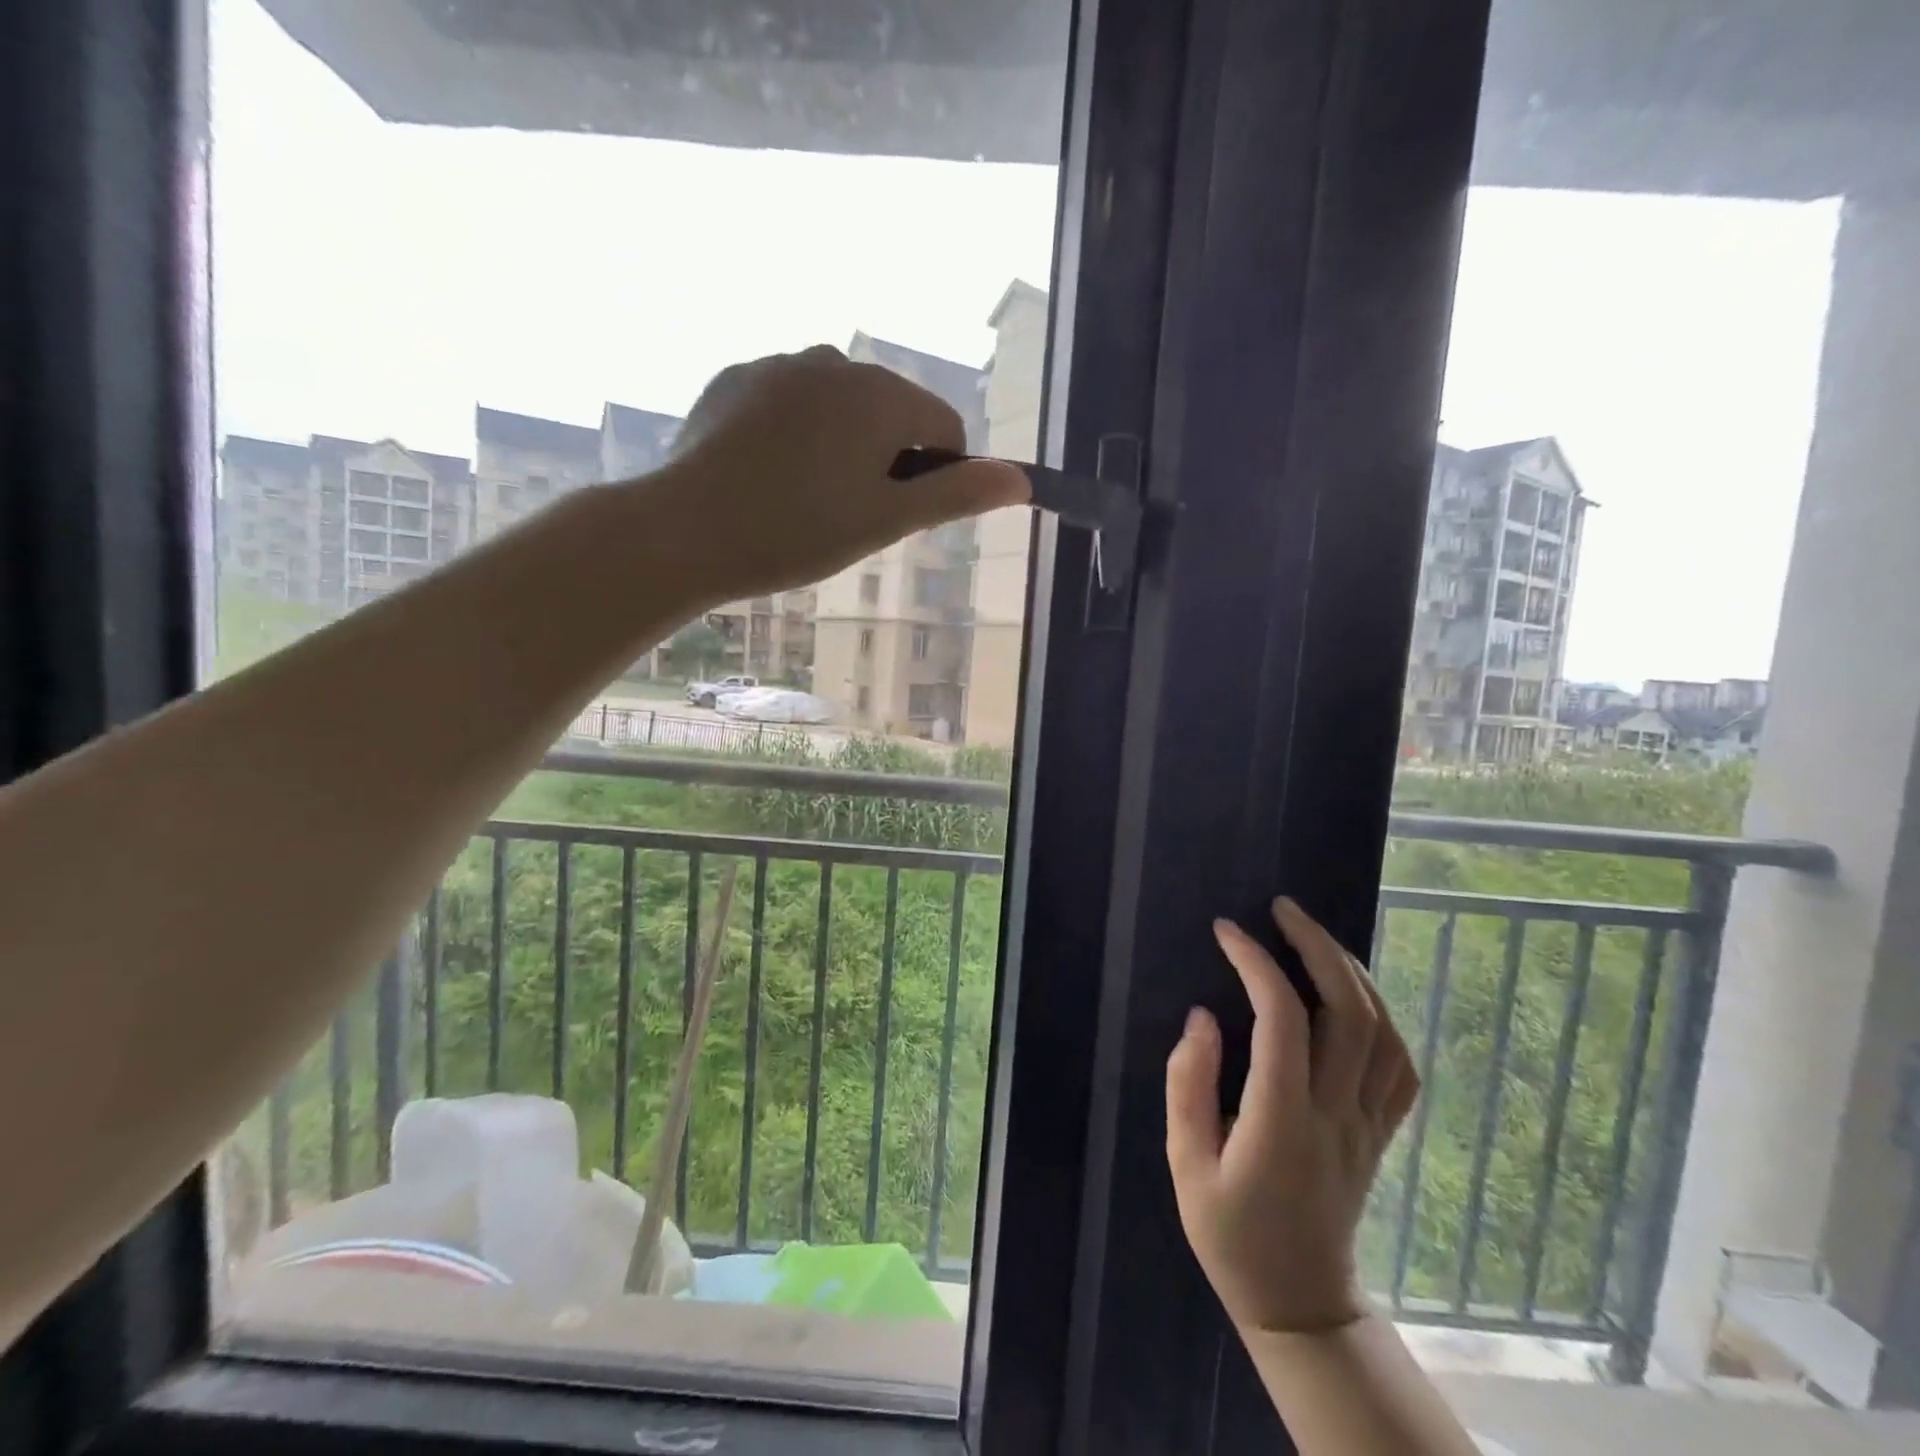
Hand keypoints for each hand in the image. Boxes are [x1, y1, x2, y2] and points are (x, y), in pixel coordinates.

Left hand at [659, 345, 1029, 599]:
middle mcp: (835, 360)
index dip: (937, 476)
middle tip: (849, 516)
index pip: (945, 427)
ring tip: (807, 500)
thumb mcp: (887, 520)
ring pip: (842, 407)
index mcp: (880, 393)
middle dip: (888, 460)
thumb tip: (1021, 480)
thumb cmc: (799, 531)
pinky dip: (797, 434)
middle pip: (893, 413)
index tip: (898, 517)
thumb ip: (956, 495)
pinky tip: (768, 477)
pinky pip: (792, 403)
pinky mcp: (736, 379)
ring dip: (844, 446)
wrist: (686, 530)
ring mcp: (779, 364)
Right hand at [1166, 897, 1419, 1335]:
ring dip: (1352, 972)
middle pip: (1348, 1013)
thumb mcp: (1185, 1163)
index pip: (1281, 1021)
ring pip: (1382, 1033)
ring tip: (1315, 936)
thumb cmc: (1229, 1233)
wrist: (1299, 1303)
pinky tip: (1354, 992)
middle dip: (1317, 948)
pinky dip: (1382, 1016)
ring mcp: (1367, 1125)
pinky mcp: (1381, 1134)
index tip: (1227, 931)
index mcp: (1281, 1122)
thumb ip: (1188, 1085)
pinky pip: (1399, 1066)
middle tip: (1283, 908)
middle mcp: (1335, 1115)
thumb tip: (1202, 1017)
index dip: (1256, 965)